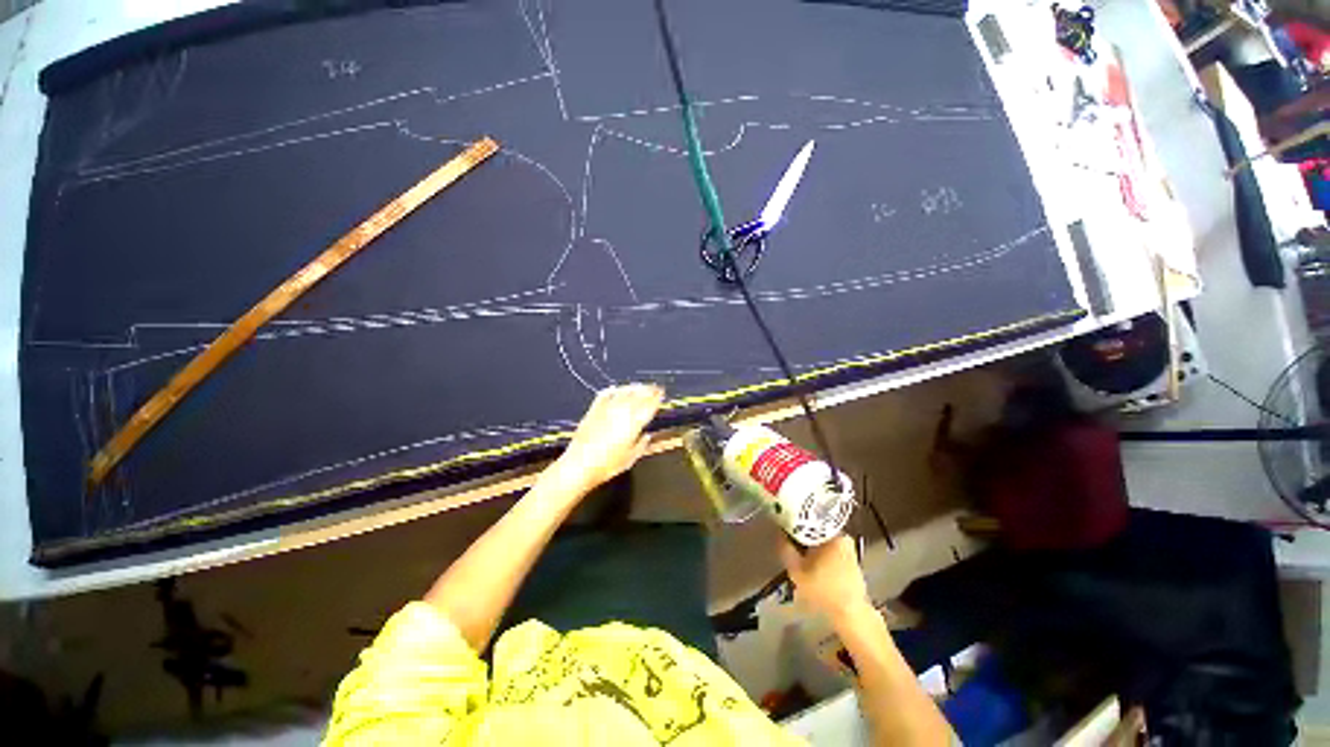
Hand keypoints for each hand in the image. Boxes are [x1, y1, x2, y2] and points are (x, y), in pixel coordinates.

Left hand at [553, 384, 664, 493]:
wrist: (580, 465)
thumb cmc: (607, 466)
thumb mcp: (630, 458)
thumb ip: (641, 445)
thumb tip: (646, 436)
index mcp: (633, 424)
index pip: (649, 405)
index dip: (657, 397)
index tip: (662, 392)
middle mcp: (621, 413)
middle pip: (638, 395)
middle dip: (647, 390)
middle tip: (654, 387)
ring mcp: (605, 410)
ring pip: (623, 392)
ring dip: (633, 387)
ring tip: (639, 386)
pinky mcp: (592, 411)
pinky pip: (604, 395)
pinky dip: (612, 390)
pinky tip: (615, 389)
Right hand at [780, 534, 870, 620]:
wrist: (848, 610)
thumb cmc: (822, 591)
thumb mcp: (797, 572)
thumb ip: (786, 551)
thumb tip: (780, 535)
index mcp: (832, 534)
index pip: (808, 523)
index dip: (793, 529)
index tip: (782, 536)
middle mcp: (844, 537)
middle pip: (816, 534)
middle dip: (803, 543)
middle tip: (790, 555)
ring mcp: (849, 549)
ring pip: (823, 545)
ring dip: (811, 552)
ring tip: (800, 565)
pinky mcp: (852, 561)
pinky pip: (831, 554)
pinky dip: (821, 559)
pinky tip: (814, 573)